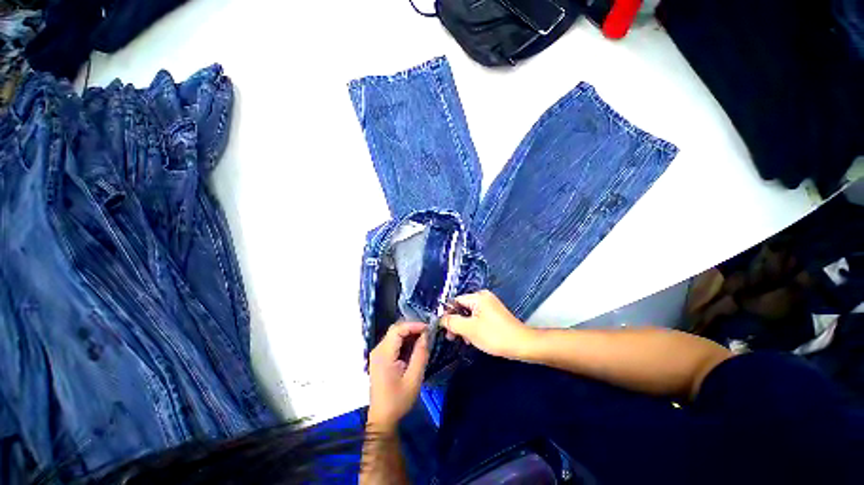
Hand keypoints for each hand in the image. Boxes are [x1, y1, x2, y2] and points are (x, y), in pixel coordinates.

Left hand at [367, 322, 428, 430]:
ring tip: (424, 337)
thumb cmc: (398, 400)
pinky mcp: (380, 358)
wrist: (382, 419)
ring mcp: (378, 353)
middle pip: (395, 329)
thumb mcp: (414, 378)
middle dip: (412, 328)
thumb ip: (420, 354)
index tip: (428, 328)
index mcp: (384, 354)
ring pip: (394, 334)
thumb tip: (426, 335)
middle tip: (428, 332)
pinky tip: (414, 346)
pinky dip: (404, 341)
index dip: (413, 325)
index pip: (398, 329)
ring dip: (409, 334)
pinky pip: (393, 342)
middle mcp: (378, 350)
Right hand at [441, 290, 534, 359]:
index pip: (456, 301)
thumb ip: (452, 322)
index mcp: (478, 297)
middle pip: (462, 307)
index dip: (447, 314)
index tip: (443, 328)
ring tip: (464, 340)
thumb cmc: (494, 335)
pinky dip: (473, 326)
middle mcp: (484, 297)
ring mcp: (490, 305)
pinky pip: (478, 317)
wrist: (522, 344)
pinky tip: (472, 338)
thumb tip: (441, 318)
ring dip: (464, 326)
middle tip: (451, 337)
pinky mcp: (494, 314)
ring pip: (469, 314)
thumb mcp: (469, 329)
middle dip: (456, 322)